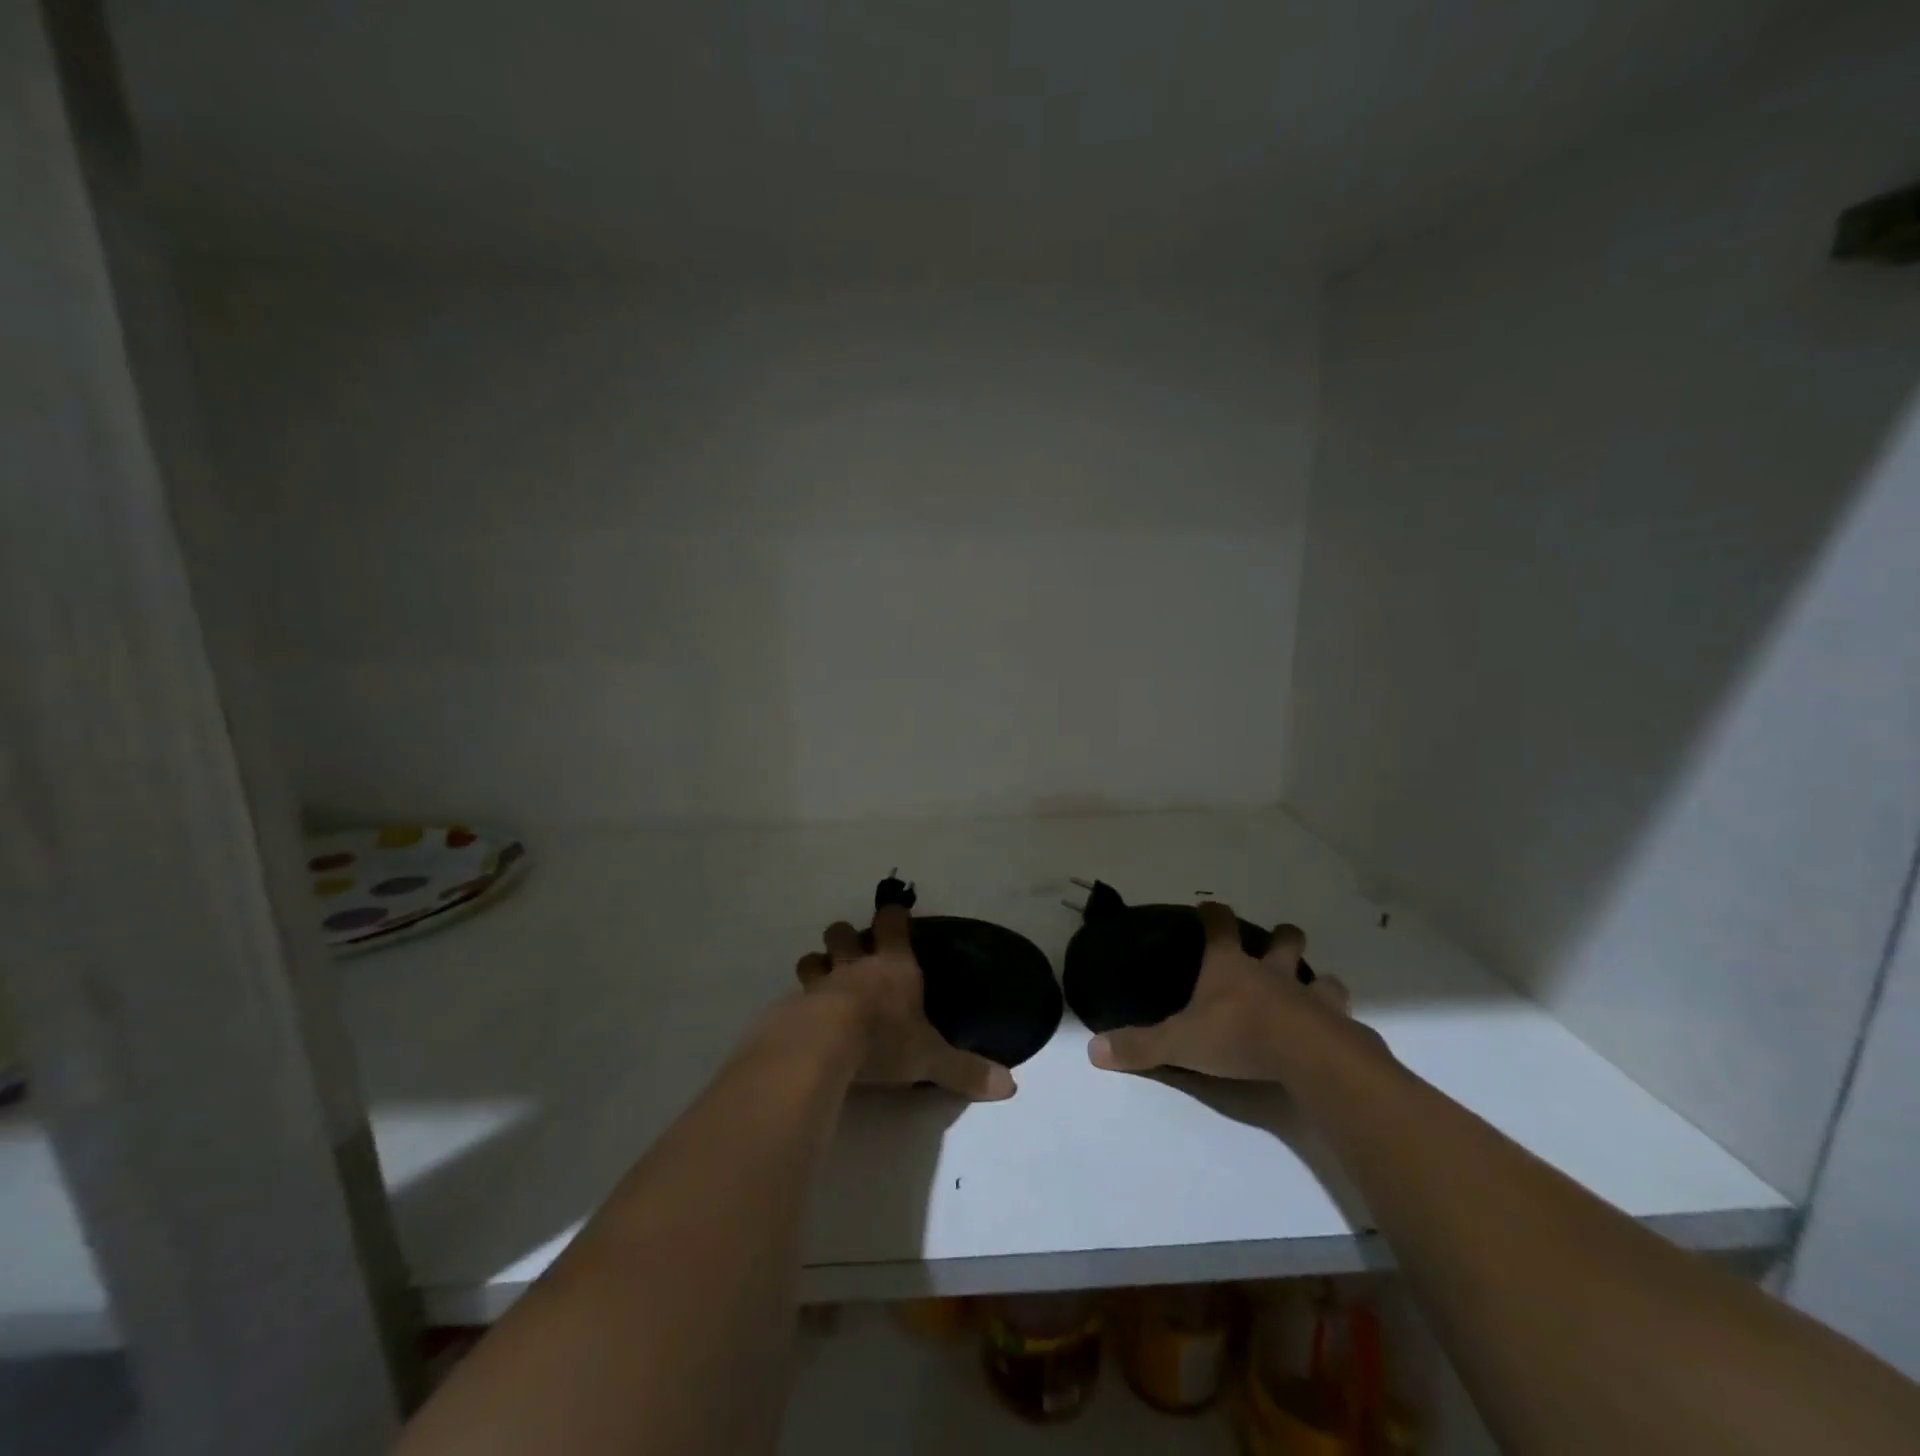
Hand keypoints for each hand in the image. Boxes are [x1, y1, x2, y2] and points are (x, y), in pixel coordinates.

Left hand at [795, 905, 1016, 1100]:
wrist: (823, 1046)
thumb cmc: (884, 1040)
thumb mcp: (931, 1058)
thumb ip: (966, 1070)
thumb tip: (1010, 1087)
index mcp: (893, 966)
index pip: (892, 923)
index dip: (893, 917)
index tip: (895, 916)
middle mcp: (856, 965)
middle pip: (843, 932)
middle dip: (846, 938)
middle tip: (853, 954)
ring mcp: (820, 982)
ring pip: (813, 958)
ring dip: (817, 965)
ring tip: (823, 982)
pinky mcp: (793, 1005)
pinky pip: (794, 995)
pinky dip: (799, 1002)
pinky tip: (803, 1019)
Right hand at [1087, 902, 1378, 1080]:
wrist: (1308, 1058)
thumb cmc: (1239, 1037)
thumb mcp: (1180, 1043)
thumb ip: (1140, 1046)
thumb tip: (1093, 1050)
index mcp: (1231, 968)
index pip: (1219, 926)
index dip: (1213, 913)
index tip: (1208, 906)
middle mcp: (1274, 973)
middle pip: (1284, 940)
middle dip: (1283, 938)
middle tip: (1278, 944)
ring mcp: (1312, 997)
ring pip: (1323, 978)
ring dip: (1319, 982)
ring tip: (1314, 995)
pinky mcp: (1340, 1026)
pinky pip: (1344, 1019)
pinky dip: (1339, 1024)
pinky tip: (1335, 1036)